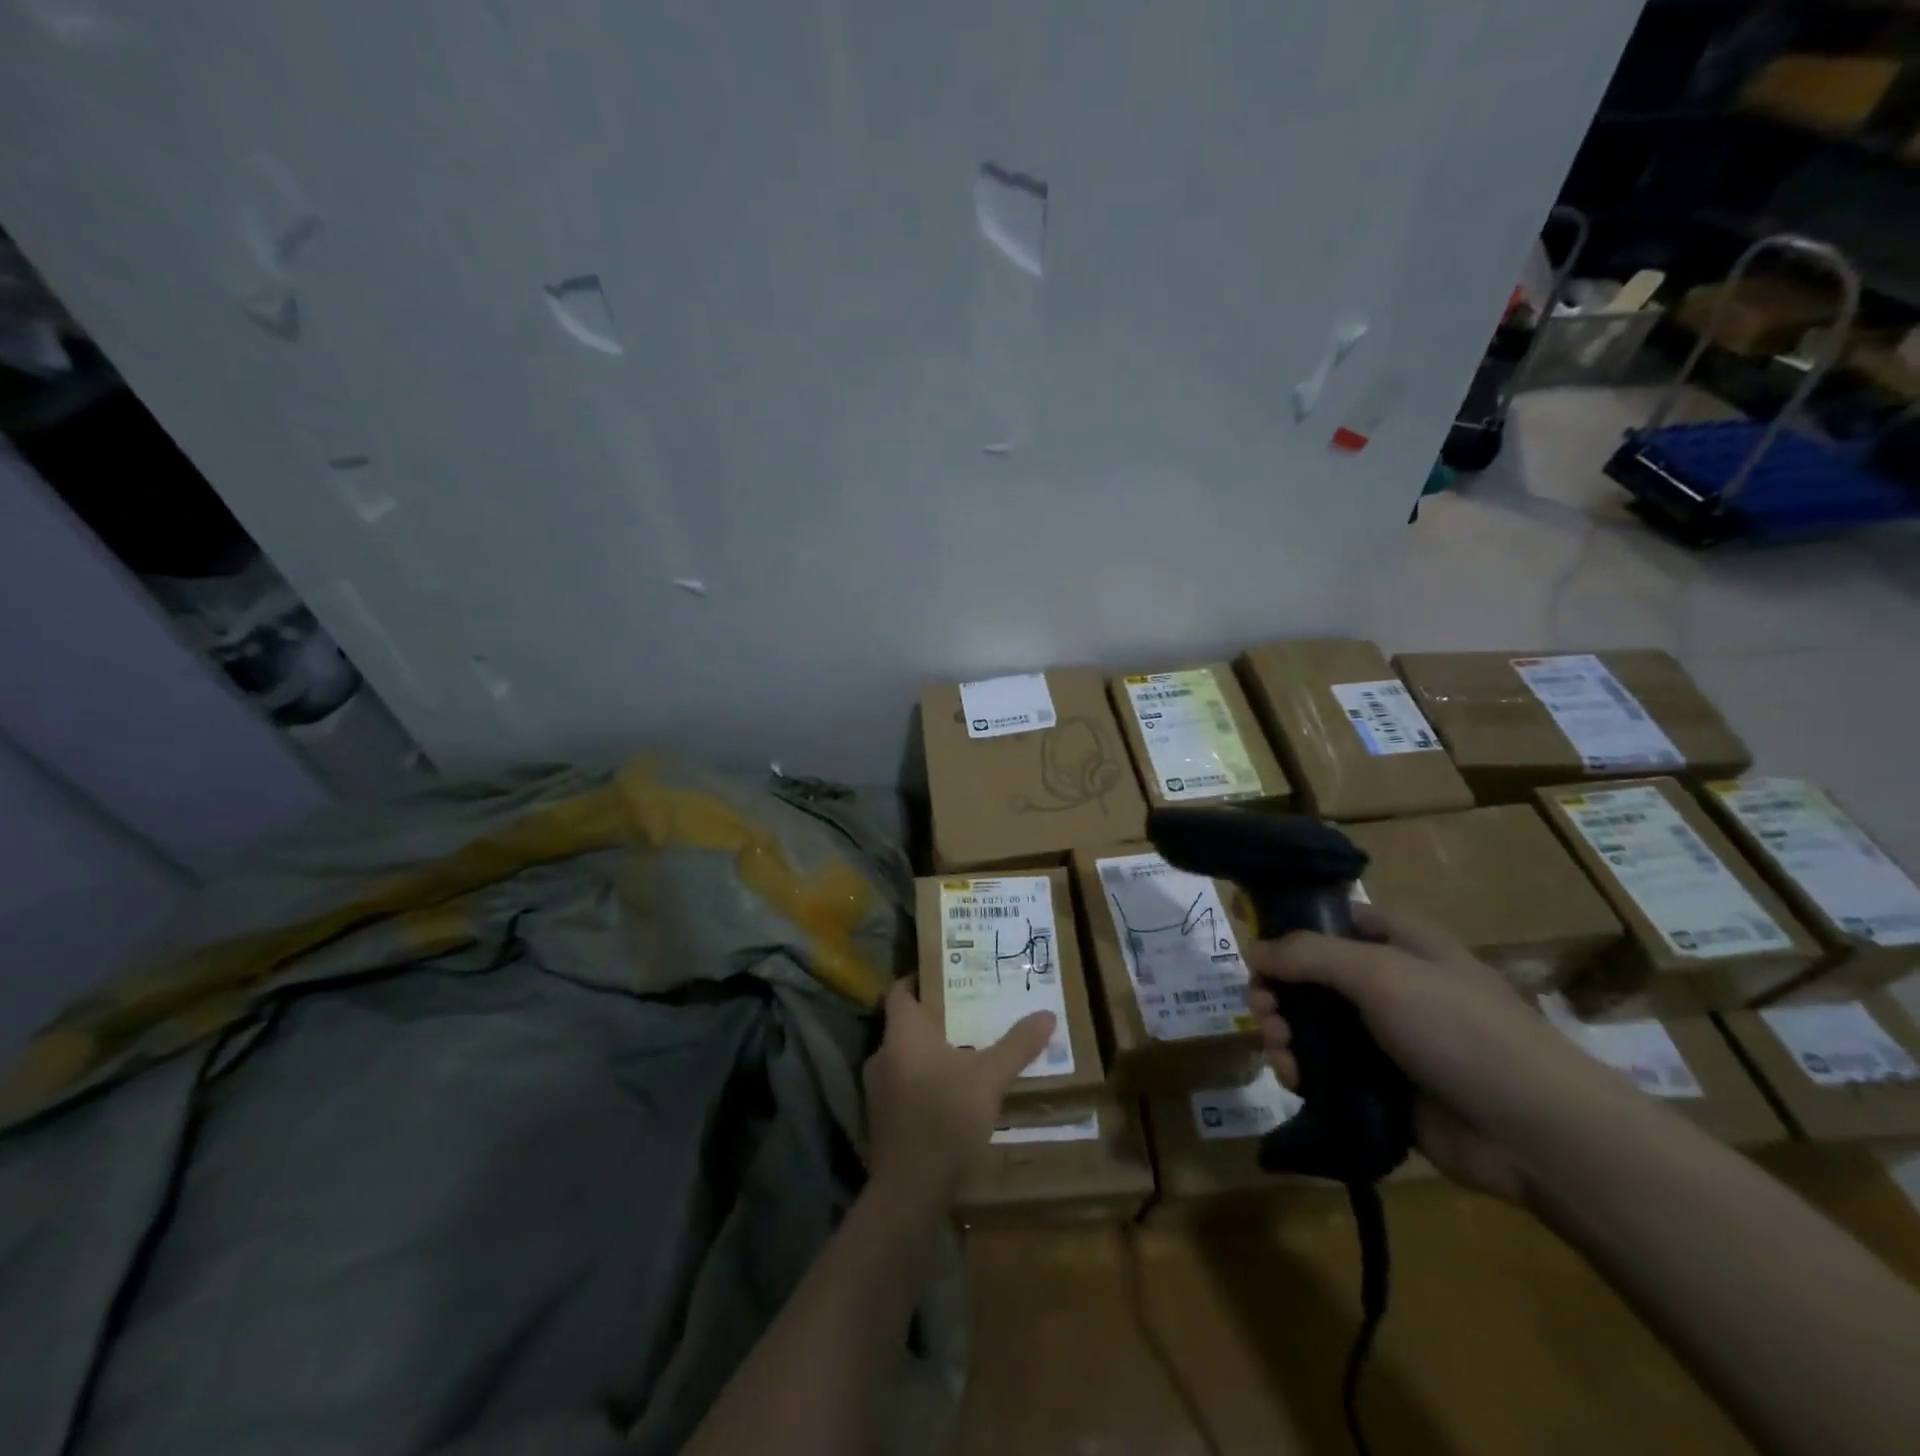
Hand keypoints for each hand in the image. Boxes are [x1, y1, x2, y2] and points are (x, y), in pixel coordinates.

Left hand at [863, 978, 1055, 1202]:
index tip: (946, 974)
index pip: (900, 991)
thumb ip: (1017, 1044)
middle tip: (967, 1011)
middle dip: (934, 1018)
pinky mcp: (881, 1120)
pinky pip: (902, 1085)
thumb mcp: (990, 1077)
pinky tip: (950, 1092)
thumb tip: (1047, 1014)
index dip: (919, 979)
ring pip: (904, 1057)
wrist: (910, 1190)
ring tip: (964, 1050)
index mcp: (902, 1034)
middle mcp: (882, 1054)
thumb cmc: (947, 1117)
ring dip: (929, 1053)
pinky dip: (923, 1081)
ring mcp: (877, 1090)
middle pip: (905, 1024)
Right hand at [1245, 904, 1608, 1200]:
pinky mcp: (1382, 1087)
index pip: (1333, 921)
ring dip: (1284, 1033)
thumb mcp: (1379, 973)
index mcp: (1399, 943)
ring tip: (1280, 1051)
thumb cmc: (1459, 1030)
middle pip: (1312, 977)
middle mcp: (1390, 985)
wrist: (1534, 1132)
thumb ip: (1308, 955)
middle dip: (1278, 992)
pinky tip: (1294, 1079)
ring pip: (1313, 1026)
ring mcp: (1386, 1039)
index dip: (1291, 930)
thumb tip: (1253, 950)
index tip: (1256, 952)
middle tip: (1264, 1011)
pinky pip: (1326, 1070)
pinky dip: (1302, 1071)